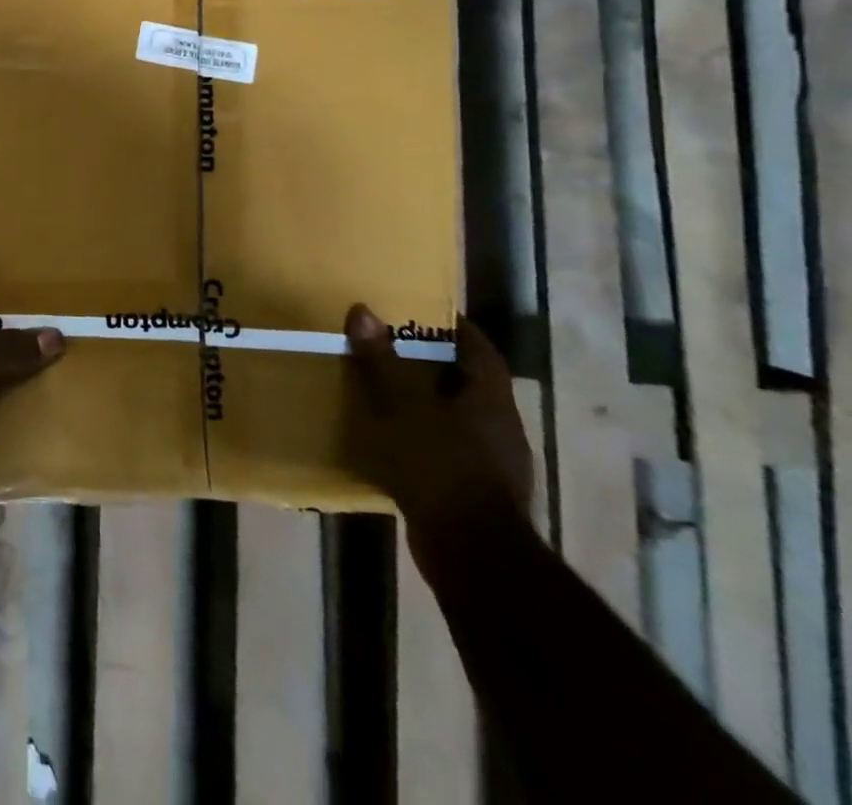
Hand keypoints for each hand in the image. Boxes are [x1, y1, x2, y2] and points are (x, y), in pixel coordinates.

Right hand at [345, 306, 533, 552]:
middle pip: (469, 384)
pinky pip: (447, 449)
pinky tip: (392, 439)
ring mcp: (492, 464)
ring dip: (427, 402)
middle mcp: (500, 429)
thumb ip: (383, 361)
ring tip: (385, 389)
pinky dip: (422, 437)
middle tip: (393, 345)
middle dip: (435, 364)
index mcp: (491, 402)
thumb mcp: (402, 407)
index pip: (481, 352)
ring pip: (458, 418)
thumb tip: (364, 311)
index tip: (426, 311)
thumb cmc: (440, 466)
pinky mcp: (474, 492)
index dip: (457, 329)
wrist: (471, 553)